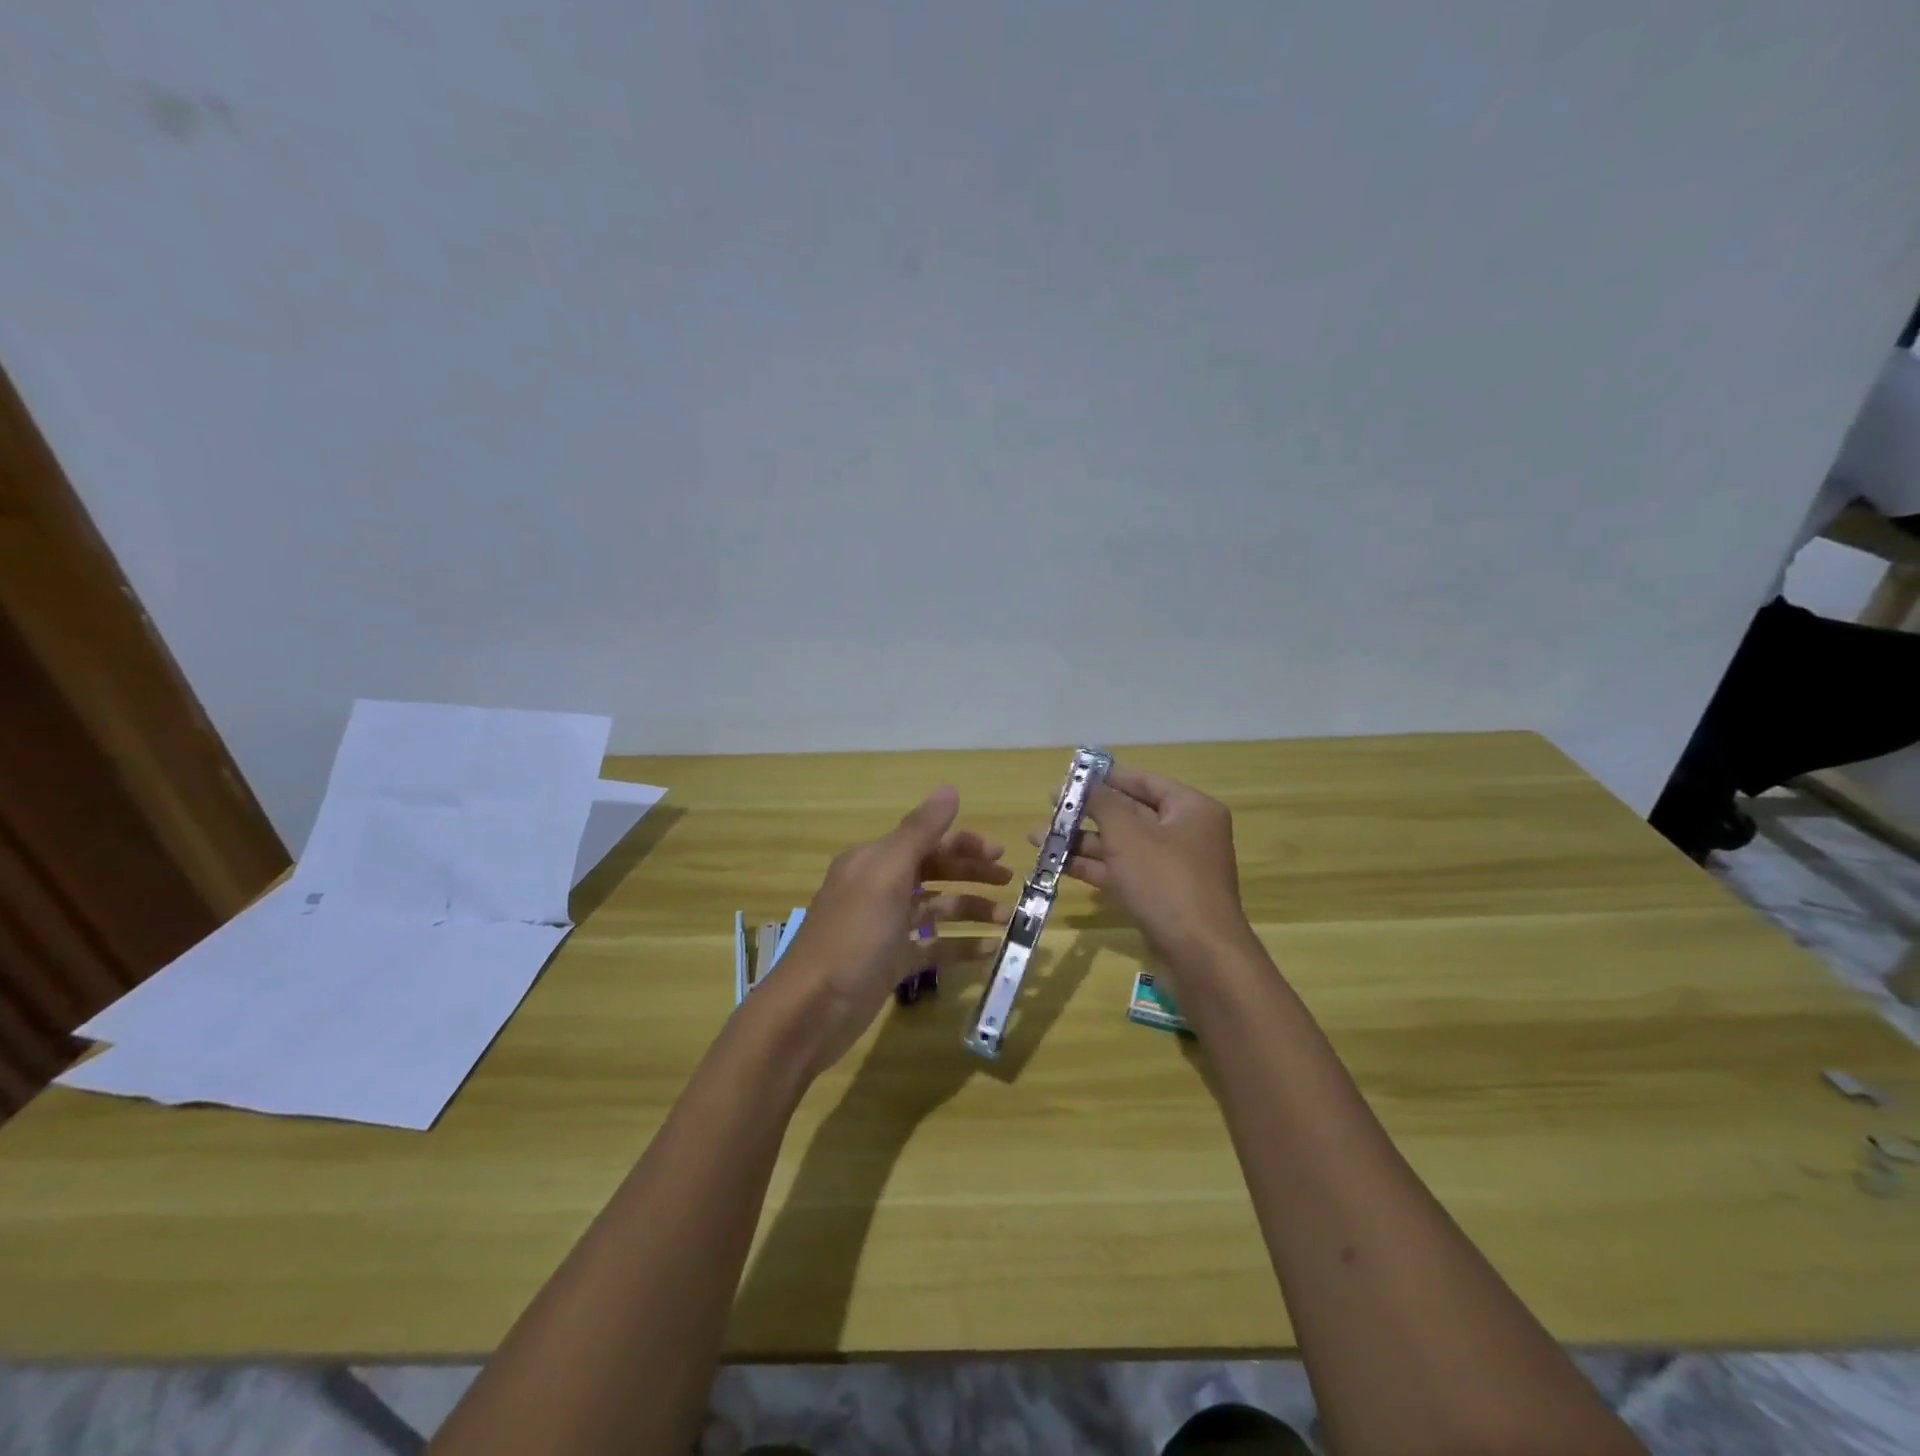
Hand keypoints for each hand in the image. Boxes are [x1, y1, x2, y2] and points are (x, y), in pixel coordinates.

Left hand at [775, 787, 1010, 1074]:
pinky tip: (990, 951)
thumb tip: (949, 788)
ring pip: (937, 909)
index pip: (926, 841)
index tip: (1001, 854)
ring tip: (1008, 920)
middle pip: (934, 872)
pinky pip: (934, 947)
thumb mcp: (887, 875)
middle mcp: (879, 889)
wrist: (813, 1009)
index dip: (964, 844)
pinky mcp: (892, 963)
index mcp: (875, 862)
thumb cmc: (853, 935)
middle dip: (972, 874)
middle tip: (1010, 883)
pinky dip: (961, 946)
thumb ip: (920, 831)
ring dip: (971, 910)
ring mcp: (886, 928)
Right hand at [1036, 766, 1255, 969]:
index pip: (1145, 782)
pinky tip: (1056, 864)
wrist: (1198, 954)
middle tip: (1050, 807)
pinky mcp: (1159, 898)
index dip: (1107, 777)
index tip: (1072, 777)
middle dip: (1087, 813)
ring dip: (1081, 842)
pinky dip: (1093, 868)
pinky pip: (1122, 873)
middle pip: (1130, 814)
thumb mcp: (1127, 833)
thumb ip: (1102, 802)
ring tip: (1038, 839)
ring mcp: (1172, 869)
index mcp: (1190, 809)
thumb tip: (1085, 782)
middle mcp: (1185, 834)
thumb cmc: (1165, 880)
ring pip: (1121, 847)